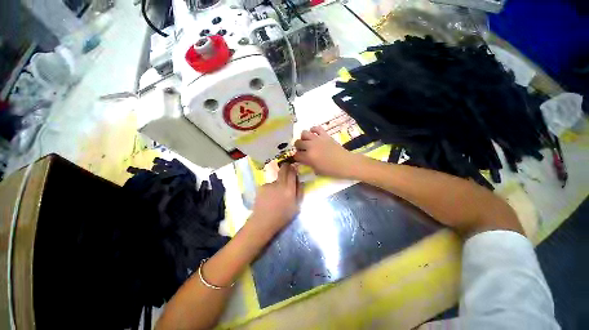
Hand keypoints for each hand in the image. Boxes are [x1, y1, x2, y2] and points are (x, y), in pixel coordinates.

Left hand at [250, 164, 301, 236]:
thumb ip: (299, 192)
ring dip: (278, 182)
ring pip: (276, 179)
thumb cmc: (282, 217)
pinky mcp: (262, 187)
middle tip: (287, 167)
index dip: (293, 169)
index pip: (292, 173)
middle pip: (283, 170)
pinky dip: (270, 188)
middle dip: (286, 167)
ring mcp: (269, 185)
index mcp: (289, 190)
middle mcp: (279, 185)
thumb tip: (300, 181)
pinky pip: (269, 185)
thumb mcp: (296, 207)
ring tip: (275, 194)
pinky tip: (268, 197)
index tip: (293, 167)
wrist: (263, 222)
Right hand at [294, 126, 358, 177]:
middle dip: (298, 147)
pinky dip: (313, 130)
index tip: (299, 158)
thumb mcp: (317, 170)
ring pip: (304, 133)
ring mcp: (317, 139)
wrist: (345, 163)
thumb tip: (303, 159)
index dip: (296, 157)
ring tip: (307, 142)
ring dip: (303, 138)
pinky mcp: (325, 135)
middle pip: (297, 143)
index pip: (296, 155)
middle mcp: (310, 146)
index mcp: (308, 157)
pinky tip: (314, 135)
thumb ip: (308, 163)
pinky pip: (316, 128)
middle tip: (302, 150)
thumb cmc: (331, 170)